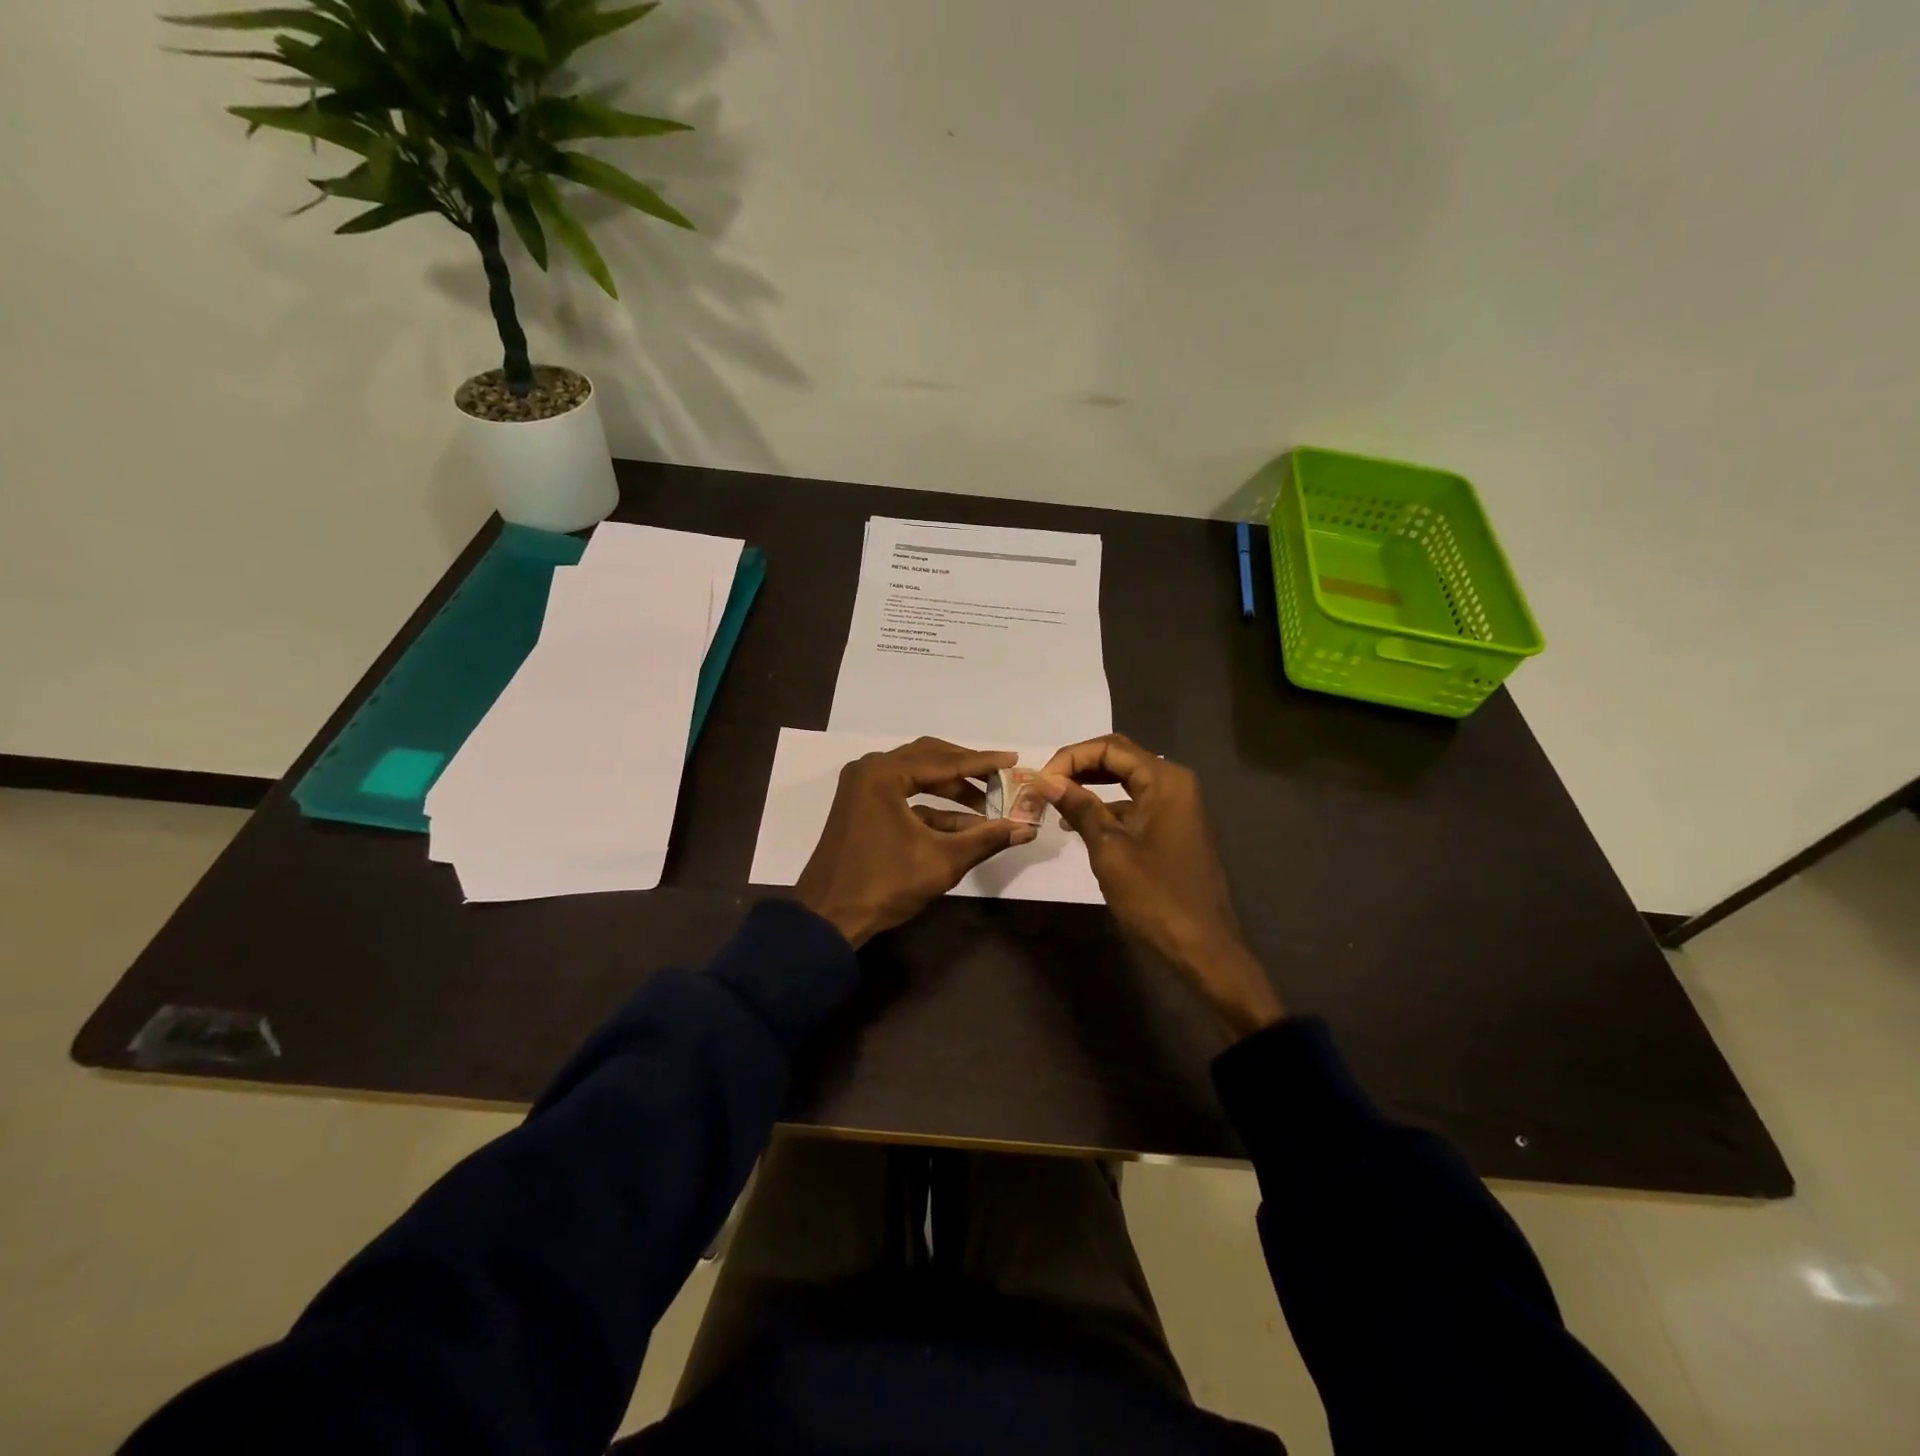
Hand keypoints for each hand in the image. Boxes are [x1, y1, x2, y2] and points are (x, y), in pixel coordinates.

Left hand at [795, 738, 1037, 946]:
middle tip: (1001, 779)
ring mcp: (863, 788)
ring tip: (988, 805)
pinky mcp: (862, 807)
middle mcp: (870, 770)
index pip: (945, 761)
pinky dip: (933, 808)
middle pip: (930, 759)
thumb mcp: (942, 861)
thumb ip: (985, 839)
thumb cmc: (884, 883)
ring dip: (952, 790)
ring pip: (918, 777)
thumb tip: (1026, 828)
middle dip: (968, 771)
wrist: (828, 918)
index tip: (1014, 759)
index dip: (984, 763)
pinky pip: (904, 796)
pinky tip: (963, 826)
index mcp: (884, 773)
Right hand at [1040, 734, 1283, 1039]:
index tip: (1040, 780)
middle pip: (1118, 758)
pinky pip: (1133, 803)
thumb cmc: (1155, 896)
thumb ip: (1080, 808)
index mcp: (1165, 780)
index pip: (1109, 748)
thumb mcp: (1110, 850)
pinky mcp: (1171, 827)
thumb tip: (1048, 781)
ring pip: (1124, 780)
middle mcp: (1173, 783)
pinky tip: (1077, 824)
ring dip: (1089, 786)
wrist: (1203, 946)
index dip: (1070, 758)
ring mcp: (1175, 806)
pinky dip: (1105, 807)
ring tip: (1053, 802)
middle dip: (1078, 767)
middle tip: (1043, 786)